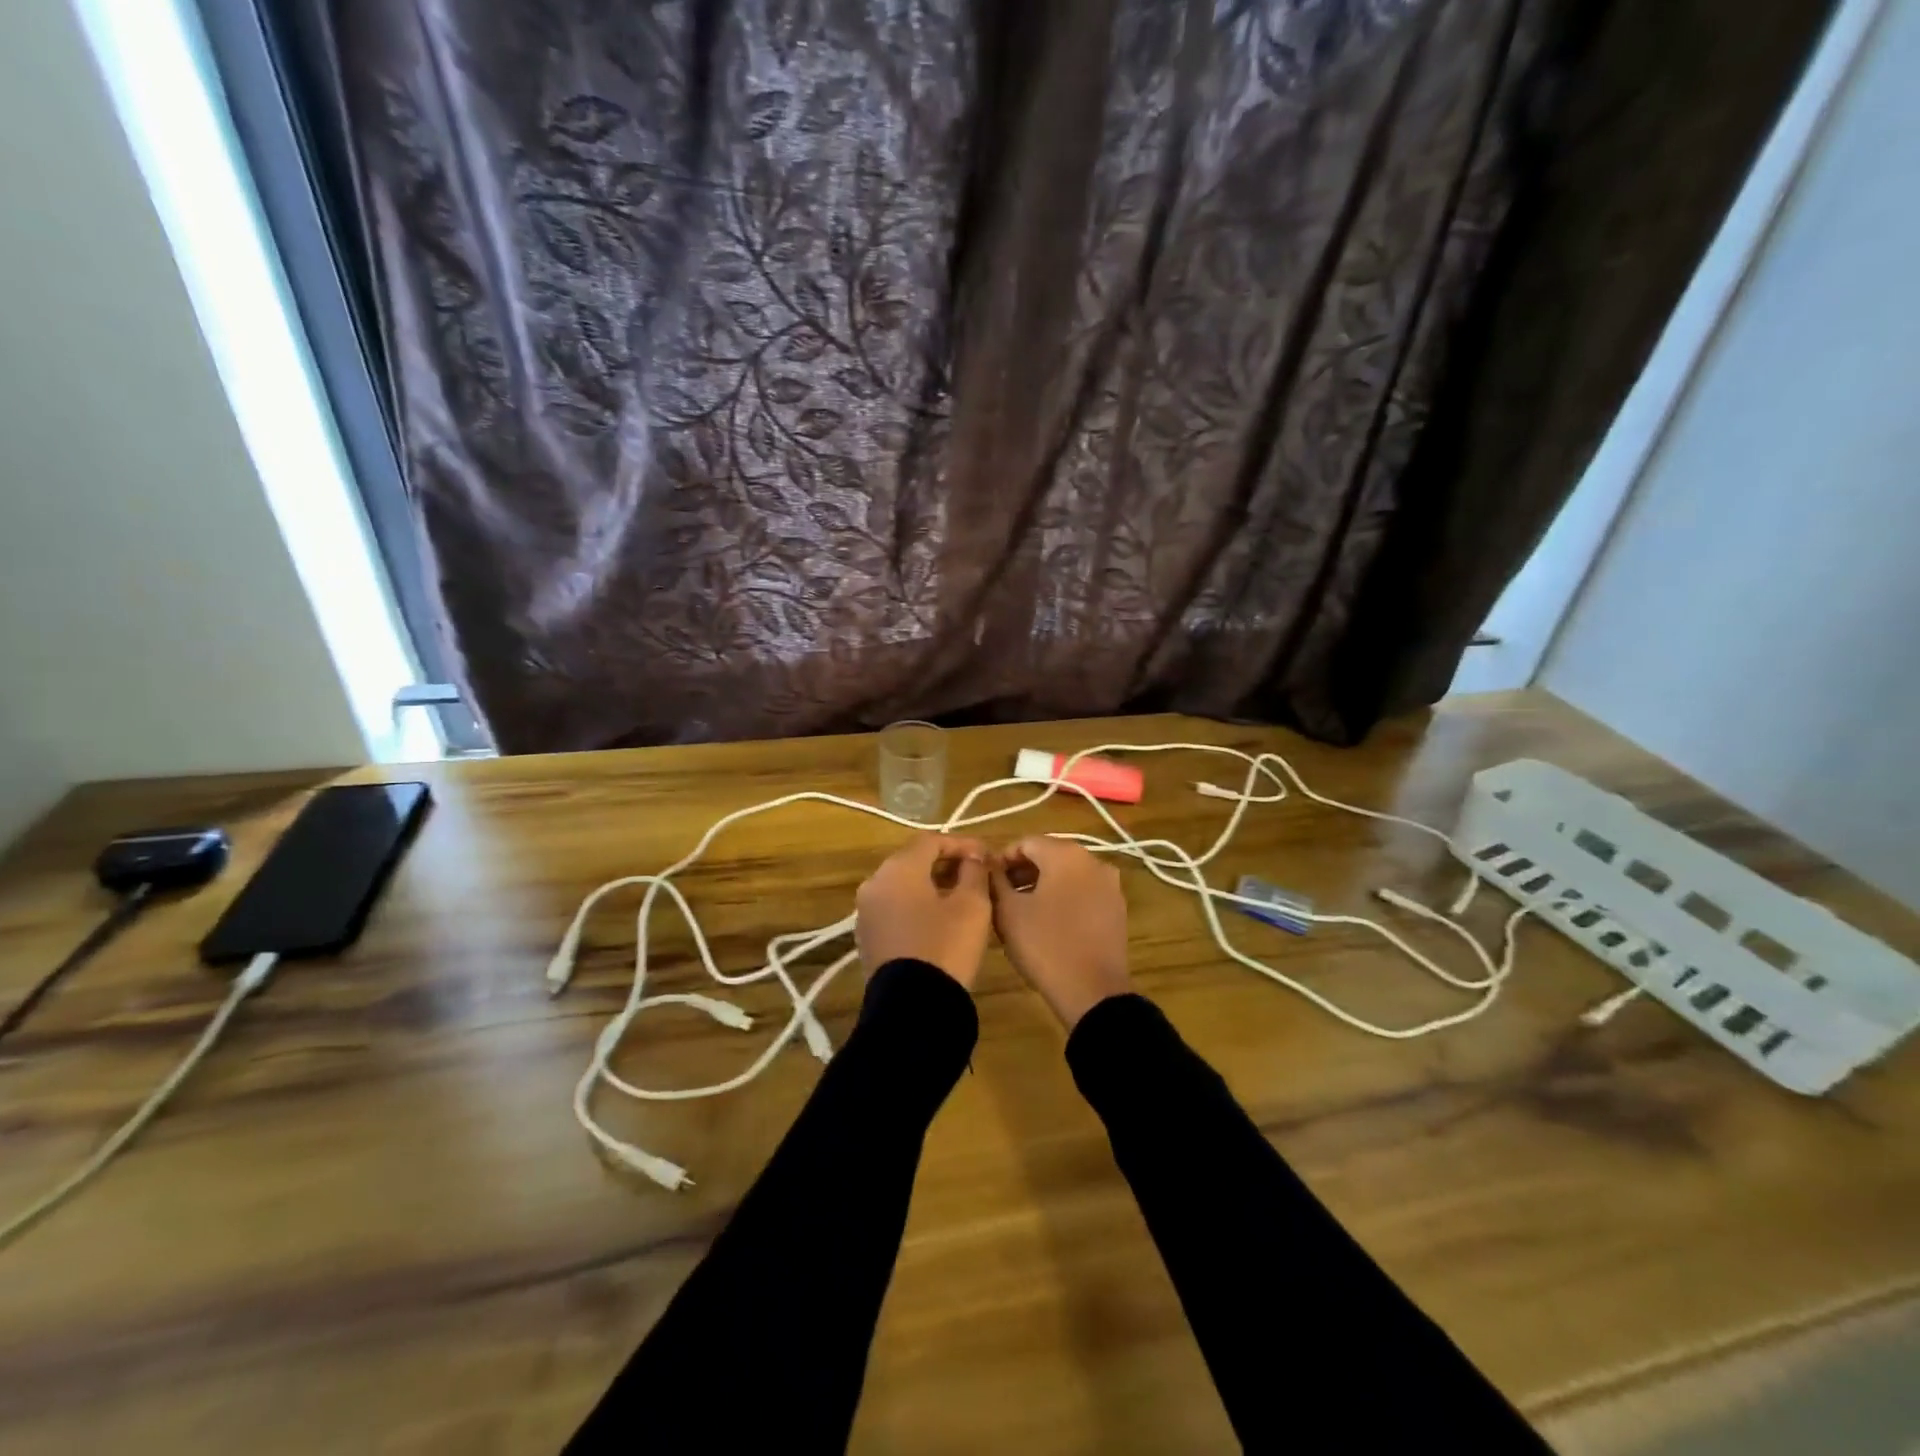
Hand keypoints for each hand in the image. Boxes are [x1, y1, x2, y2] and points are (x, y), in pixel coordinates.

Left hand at [854, 835, 992, 988]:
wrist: (912, 1007)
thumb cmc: (946, 946)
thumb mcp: (972, 905)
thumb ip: (975, 871)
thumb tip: (973, 857)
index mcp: (897, 869)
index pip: (931, 841)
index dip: (962, 844)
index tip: (986, 857)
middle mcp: (874, 883)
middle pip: (913, 861)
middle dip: (946, 864)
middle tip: (977, 875)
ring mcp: (867, 912)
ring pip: (903, 886)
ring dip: (932, 886)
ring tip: (963, 898)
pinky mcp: (868, 938)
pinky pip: (895, 909)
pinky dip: (917, 907)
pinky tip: (941, 921)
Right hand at [988, 837, 1130, 1028]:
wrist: (1092, 992)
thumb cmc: (1045, 945)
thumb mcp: (1008, 911)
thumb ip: (995, 880)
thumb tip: (988, 864)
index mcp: (1066, 854)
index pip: (1026, 842)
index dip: (1002, 859)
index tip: (988, 881)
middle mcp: (1093, 860)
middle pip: (1050, 855)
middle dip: (1022, 871)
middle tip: (1001, 896)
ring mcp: (1110, 885)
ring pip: (1068, 874)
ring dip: (1042, 885)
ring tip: (1021, 910)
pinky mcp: (1117, 909)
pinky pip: (1084, 892)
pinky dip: (1064, 898)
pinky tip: (1048, 922)